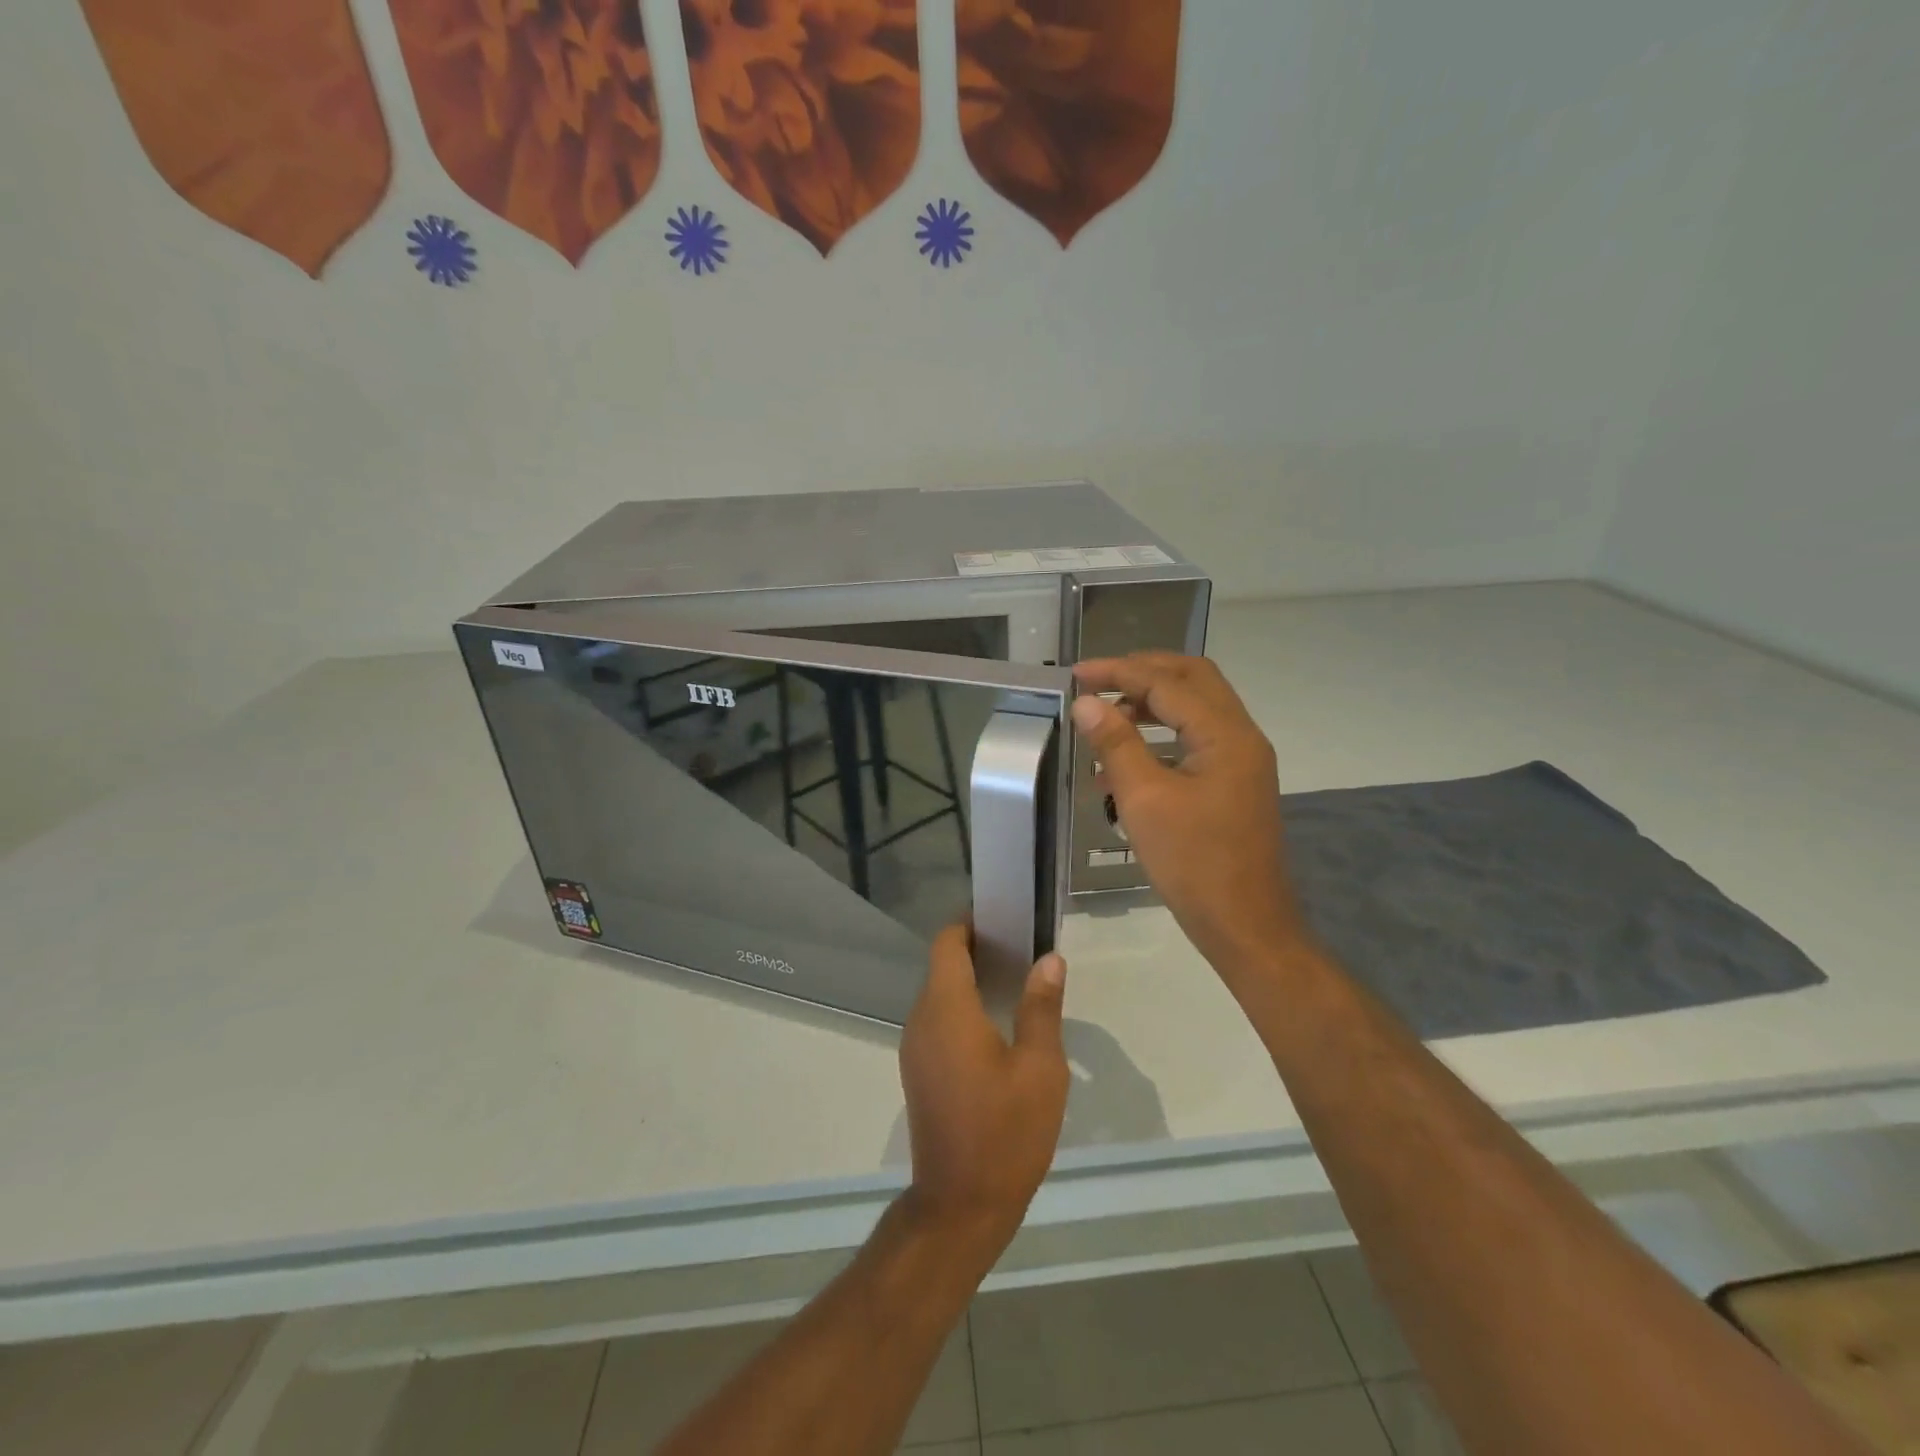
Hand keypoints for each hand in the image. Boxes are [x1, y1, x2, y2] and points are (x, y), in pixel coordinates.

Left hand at [899, 925, 1069, 1258]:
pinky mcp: (918, 1071)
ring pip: (939, 994)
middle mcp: (921, 1019)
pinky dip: (962, 1008)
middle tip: (1023, 950)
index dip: (970, 923)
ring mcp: (915, 1047)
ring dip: (970, 981)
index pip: (947, 943)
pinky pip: (937, 1021)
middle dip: (978, 950)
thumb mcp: (1040, 1068)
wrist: (960, 1205)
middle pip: (942, 965)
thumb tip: (1048, 959)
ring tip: (1016, 983)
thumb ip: (1041, 1007)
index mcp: (947, 1008)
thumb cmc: (1005, 1132)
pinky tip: (996, 1025)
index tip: (1004, 919)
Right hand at [1071, 653, 1307, 980]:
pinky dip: (1160, 737)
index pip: (1167, 683)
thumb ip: (1116, 743)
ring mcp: (1241, 761)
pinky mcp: (1233, 784)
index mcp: (1225, 735)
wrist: (1244, 925)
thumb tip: (1086, 703)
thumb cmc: (1193, 863)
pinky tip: (1123, 763)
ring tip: (1105, 722)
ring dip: (1151, 705)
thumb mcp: (1144, 799)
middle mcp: (1241, 737)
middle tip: (1098, 683)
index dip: (1119, 672)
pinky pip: (1195, 741)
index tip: (1076, 674)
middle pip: (1192, 680)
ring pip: (1194, 710)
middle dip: (1142, 674)